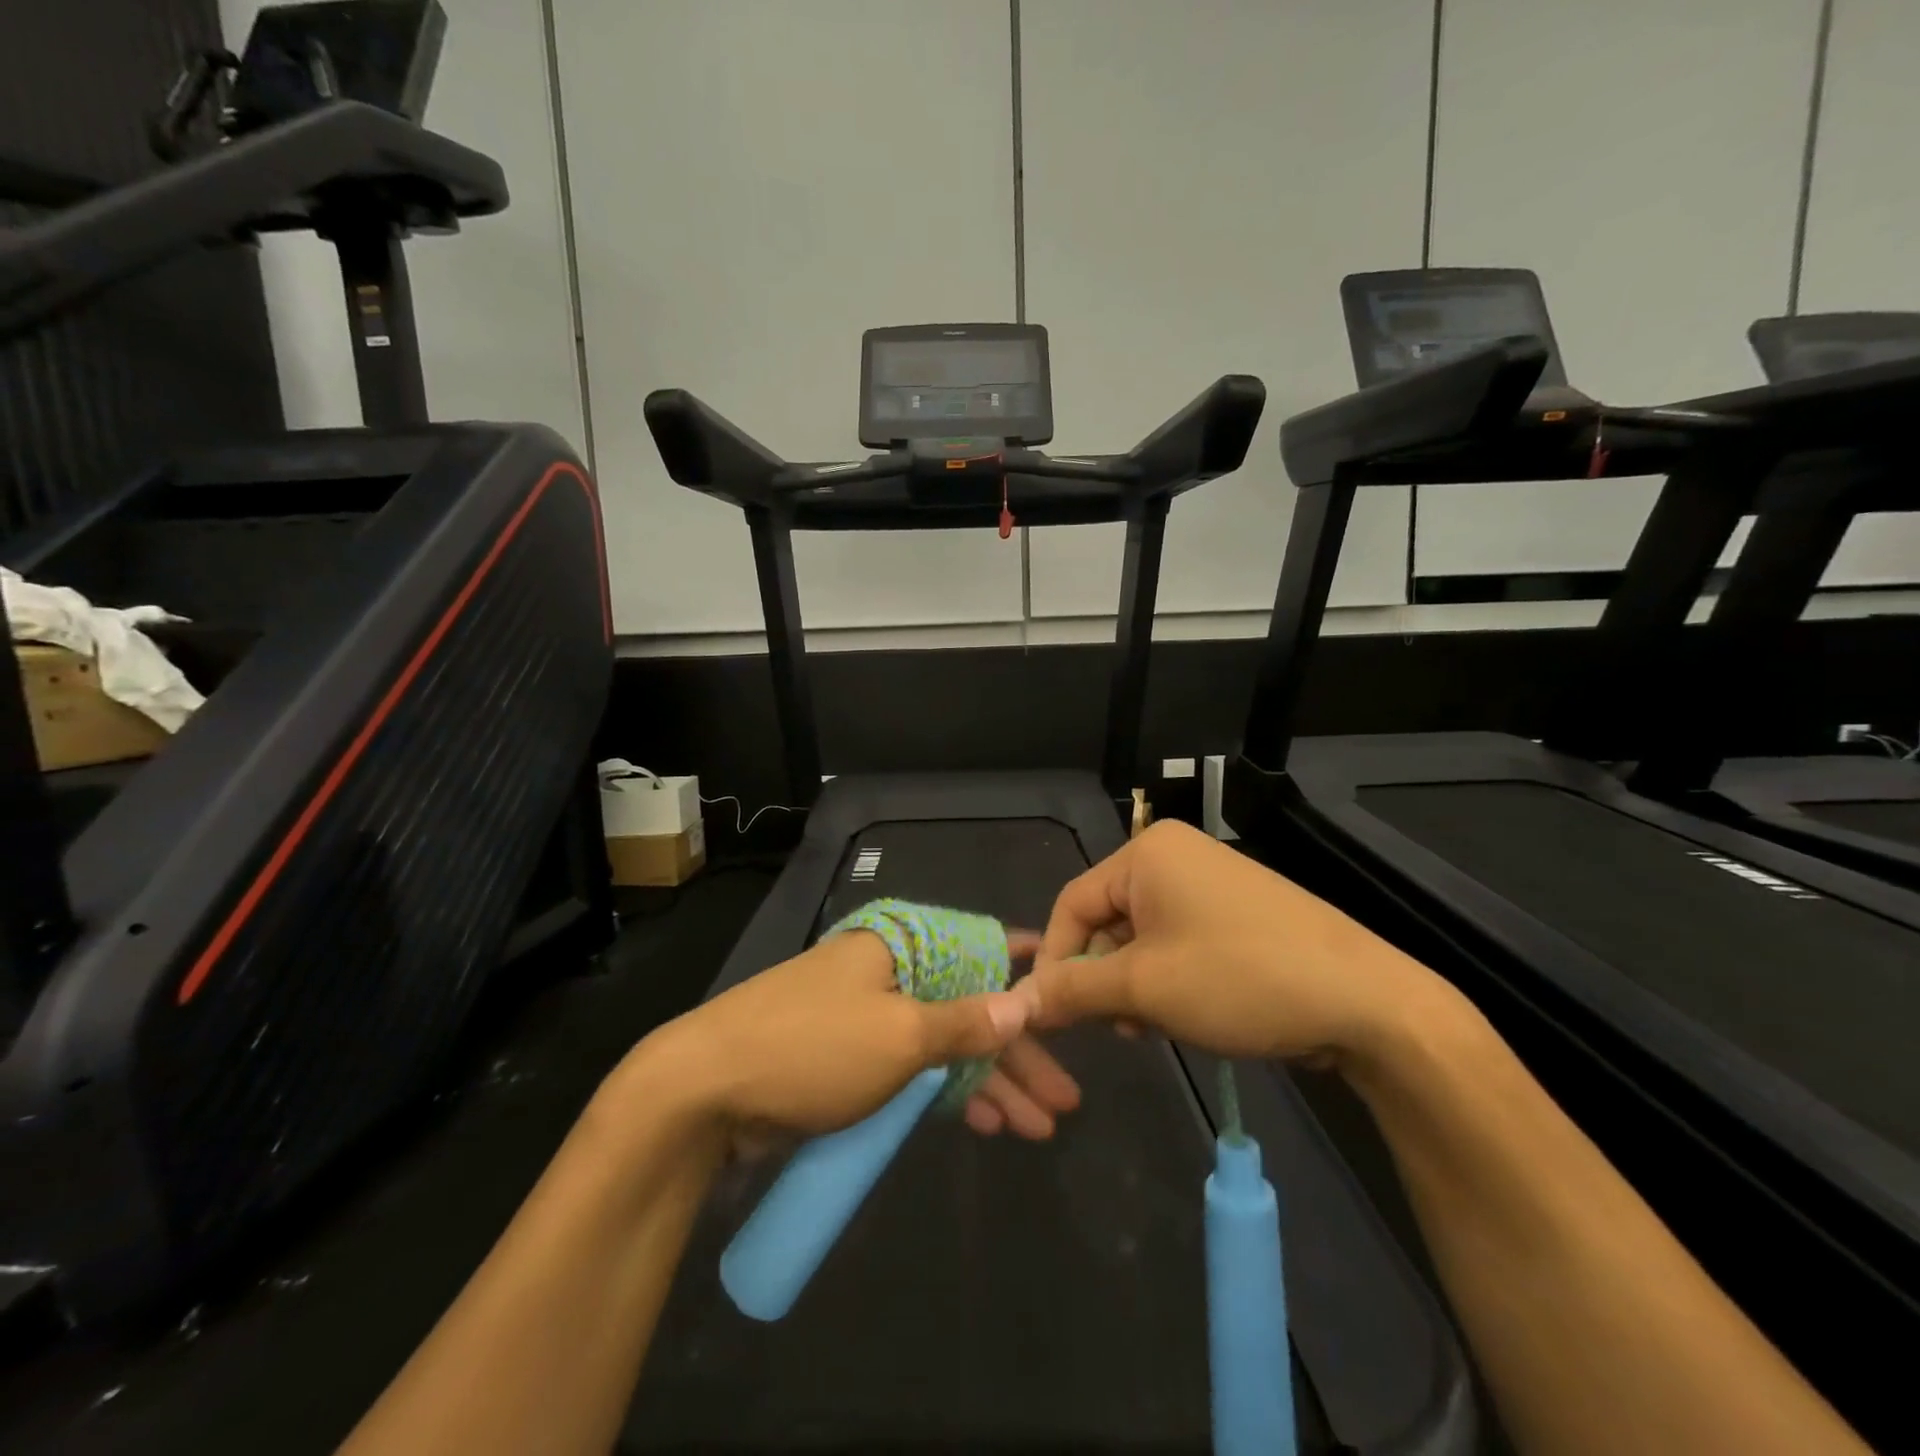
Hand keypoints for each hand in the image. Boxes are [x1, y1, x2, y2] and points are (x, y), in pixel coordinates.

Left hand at [636, 927, 1080, 1152]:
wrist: (702, 1093)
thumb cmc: (812, 1048)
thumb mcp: (899, 1035)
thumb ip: (966, 1022)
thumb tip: (1025, 1002)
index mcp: (898, 948)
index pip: (975, 944)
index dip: (1022, 966)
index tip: (1066, 984)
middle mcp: (886, 974)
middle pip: (967, 1007)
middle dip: (1016, 1053)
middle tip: (1065, 1098)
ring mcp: (866, 1019)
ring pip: (943, 1046)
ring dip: (989, 1083)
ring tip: (1039, 1125)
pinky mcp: (847, 1062)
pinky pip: (913, 1072)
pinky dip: (948, 1096)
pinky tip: (985, 1123)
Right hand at [1024, 820, 1451, 1071]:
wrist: (1367, 1002)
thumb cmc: (1239, 978)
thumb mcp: (1144, 987)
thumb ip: (1072, 990)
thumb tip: (1017, 1002)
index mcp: (1147, 853)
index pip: (1072, 903)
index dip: (1057, 960)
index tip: (1053, 1014)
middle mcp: (1175, 856)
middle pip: (1107, 919)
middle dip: (1102, 976)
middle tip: (1114, 1026)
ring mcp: (1211, 883)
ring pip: (1142, 936)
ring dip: (1134, 984)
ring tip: (1151, 1027)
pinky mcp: (1238, 912)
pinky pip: (1179, 941)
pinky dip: (1169, 978)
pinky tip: (1183, 1015)